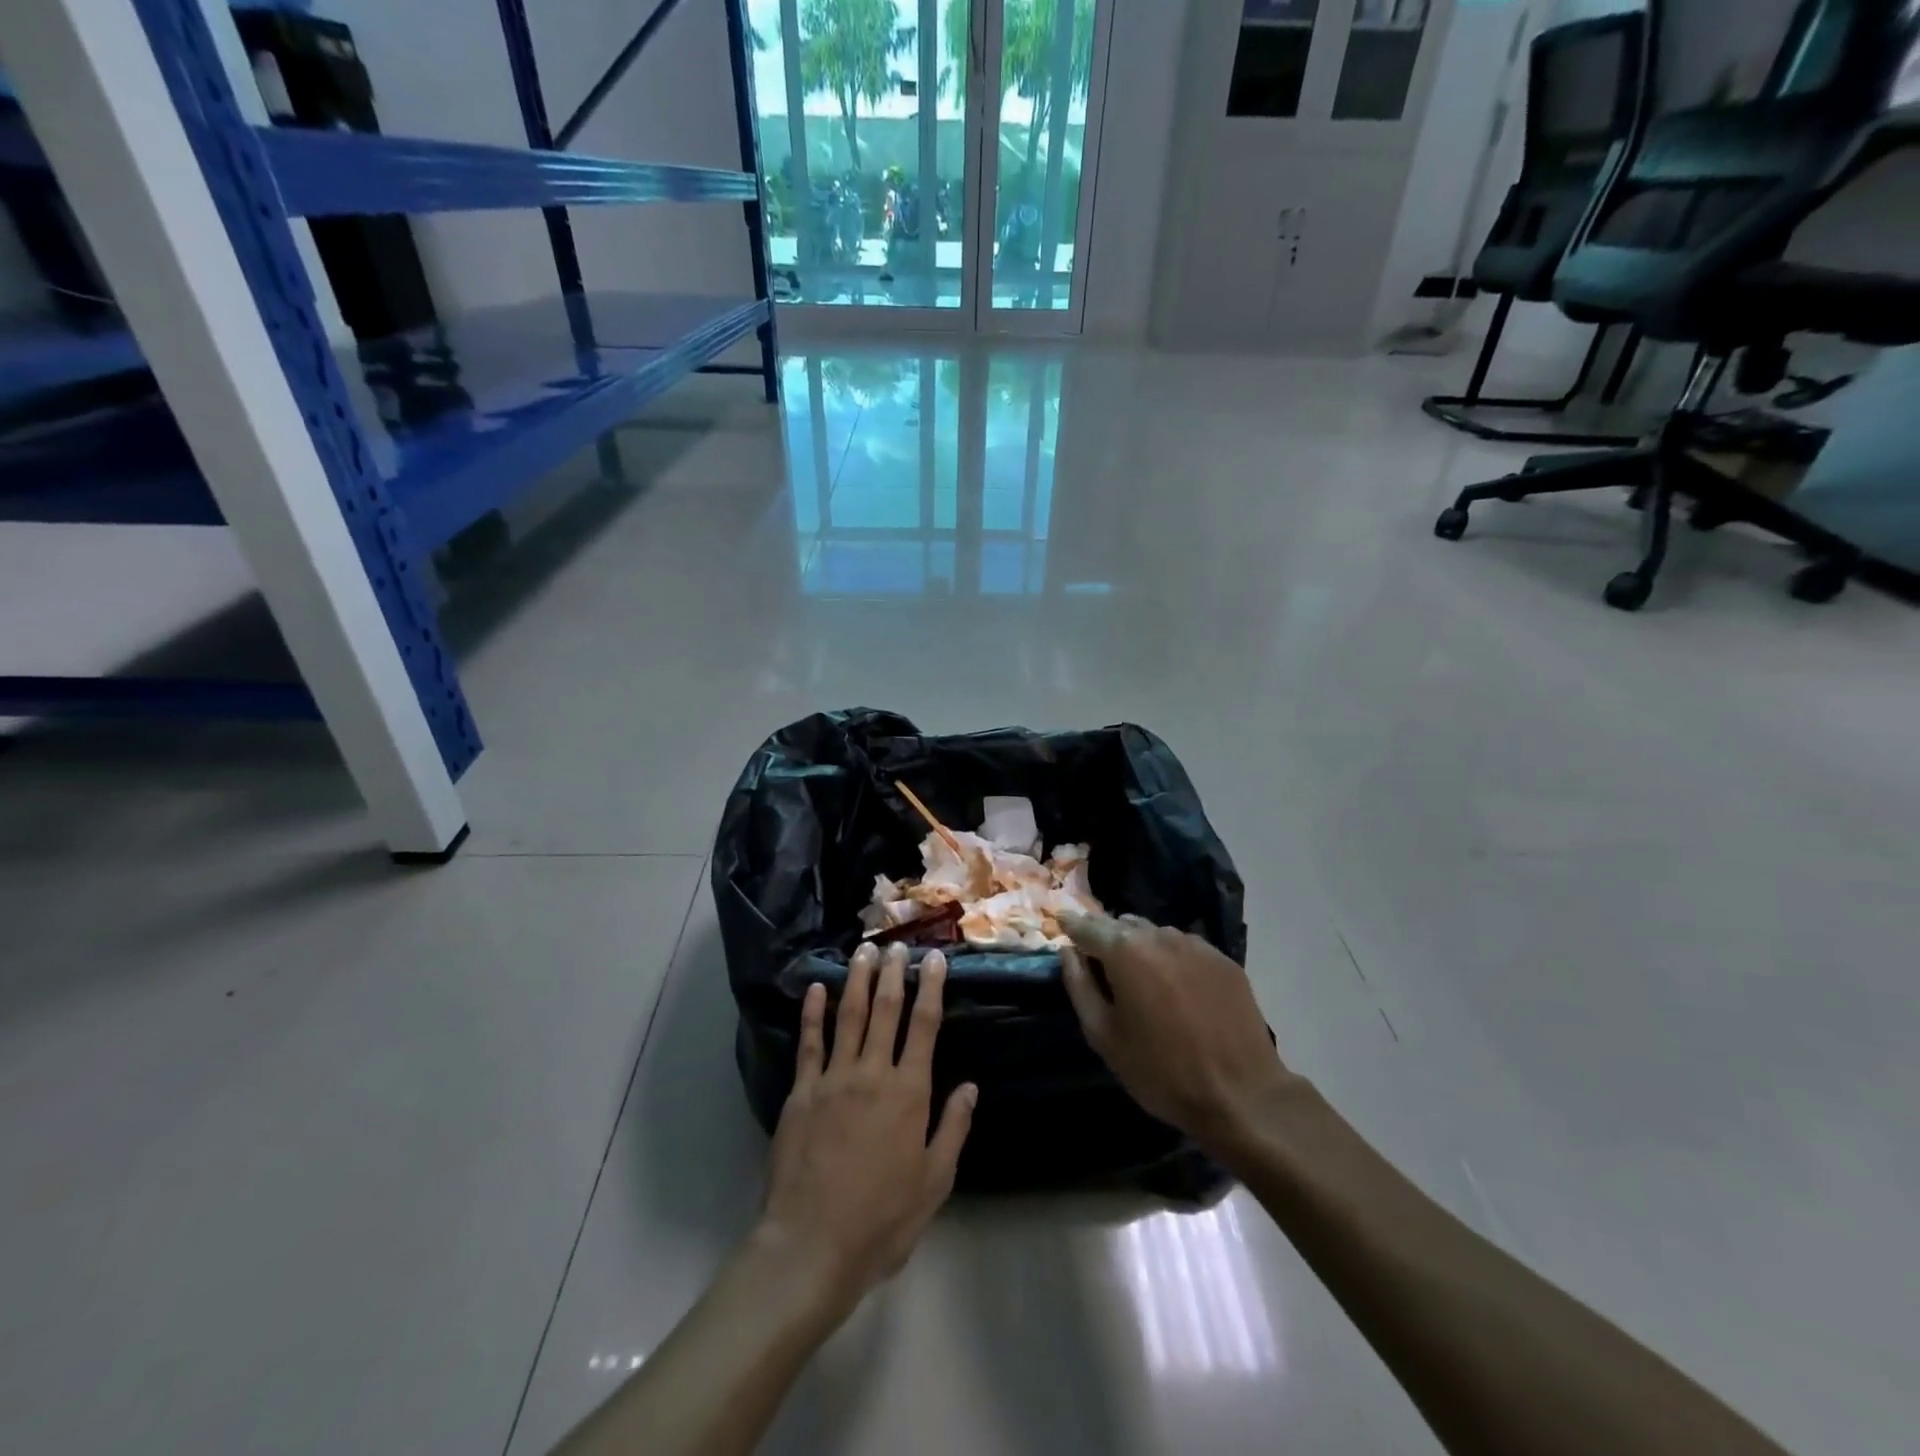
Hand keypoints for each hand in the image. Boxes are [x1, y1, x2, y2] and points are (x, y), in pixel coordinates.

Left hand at [757, 942, 976, 1320]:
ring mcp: (833, 1079)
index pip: (924, 1026)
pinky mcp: (801, 1092)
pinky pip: (810, 1043)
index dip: (931, 988)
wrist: (812, 1244)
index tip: (934, 959)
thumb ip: (953, 1128)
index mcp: (909, 1092)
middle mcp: (872, 1073)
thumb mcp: (934, 1181)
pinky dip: (813, 1013)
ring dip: (858, 981)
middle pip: (885, 1011)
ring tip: (863, 952)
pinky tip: (818, 989)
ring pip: (848, 1017)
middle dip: (894, 974)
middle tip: (897, 945)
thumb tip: (970, 1086)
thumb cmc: (882, 1219)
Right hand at [1060, 913, 1296, 1151]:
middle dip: (1106, 936)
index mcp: (1125, 951)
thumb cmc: (1160, 1071)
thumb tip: (1069, 952)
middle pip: (1122, 924)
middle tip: (1098, 961)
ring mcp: (1196, 945)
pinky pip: (1185, 948)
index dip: (1071, 926)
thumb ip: (1079, 986)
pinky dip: (1170, 958)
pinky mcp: (1224, 960)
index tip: (1060, 925)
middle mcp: (1160, 936)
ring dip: (1140, 946)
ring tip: (1138, 975)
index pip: (1087, 925)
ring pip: (1155, 934)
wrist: (1241, 1095)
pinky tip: (1174, 986)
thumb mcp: (1104, 1036)